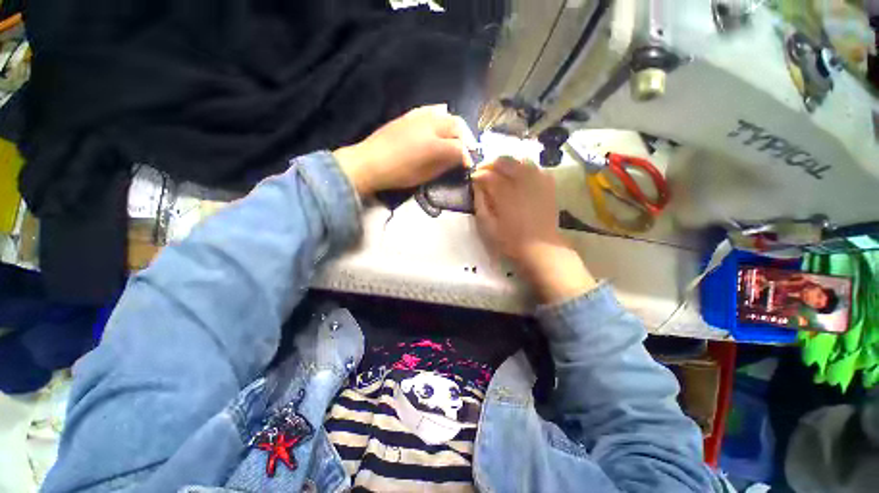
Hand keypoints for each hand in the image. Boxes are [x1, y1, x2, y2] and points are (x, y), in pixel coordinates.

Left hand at [334, 104, 476, 195]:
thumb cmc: (398, 174)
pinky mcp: (411, 114)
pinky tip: (443, 122)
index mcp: (433, 145)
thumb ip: (444, 165)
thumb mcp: (424, 175)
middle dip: (467, 138)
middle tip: (468, 149)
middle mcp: (430, 126)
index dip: (467, 155)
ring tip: (458, 137)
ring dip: (457, 127)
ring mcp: (420, 117)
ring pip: (447, 115)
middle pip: (457, 126)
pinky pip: (432, 110)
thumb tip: (458, 159)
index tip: (469, 164)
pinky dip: (443, 116)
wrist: (369, 162)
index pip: (459, 147)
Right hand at [472, 157, 595, 302]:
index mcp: (504, 193)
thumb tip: (477, 186)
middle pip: (503, 161)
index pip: (487, 174)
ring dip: (507, 163)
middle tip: (484, 172)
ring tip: (500, 173)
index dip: (477, 174)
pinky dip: (523, 167)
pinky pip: (534, 167)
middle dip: (490, 164)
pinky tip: (518, 177)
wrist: (541, 248)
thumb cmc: (510, 241)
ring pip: (519, 160)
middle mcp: (521, 181)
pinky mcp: (547, 184)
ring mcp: (537, 180)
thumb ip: (480, 203)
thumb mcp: (487, 226)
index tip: (473, 179)